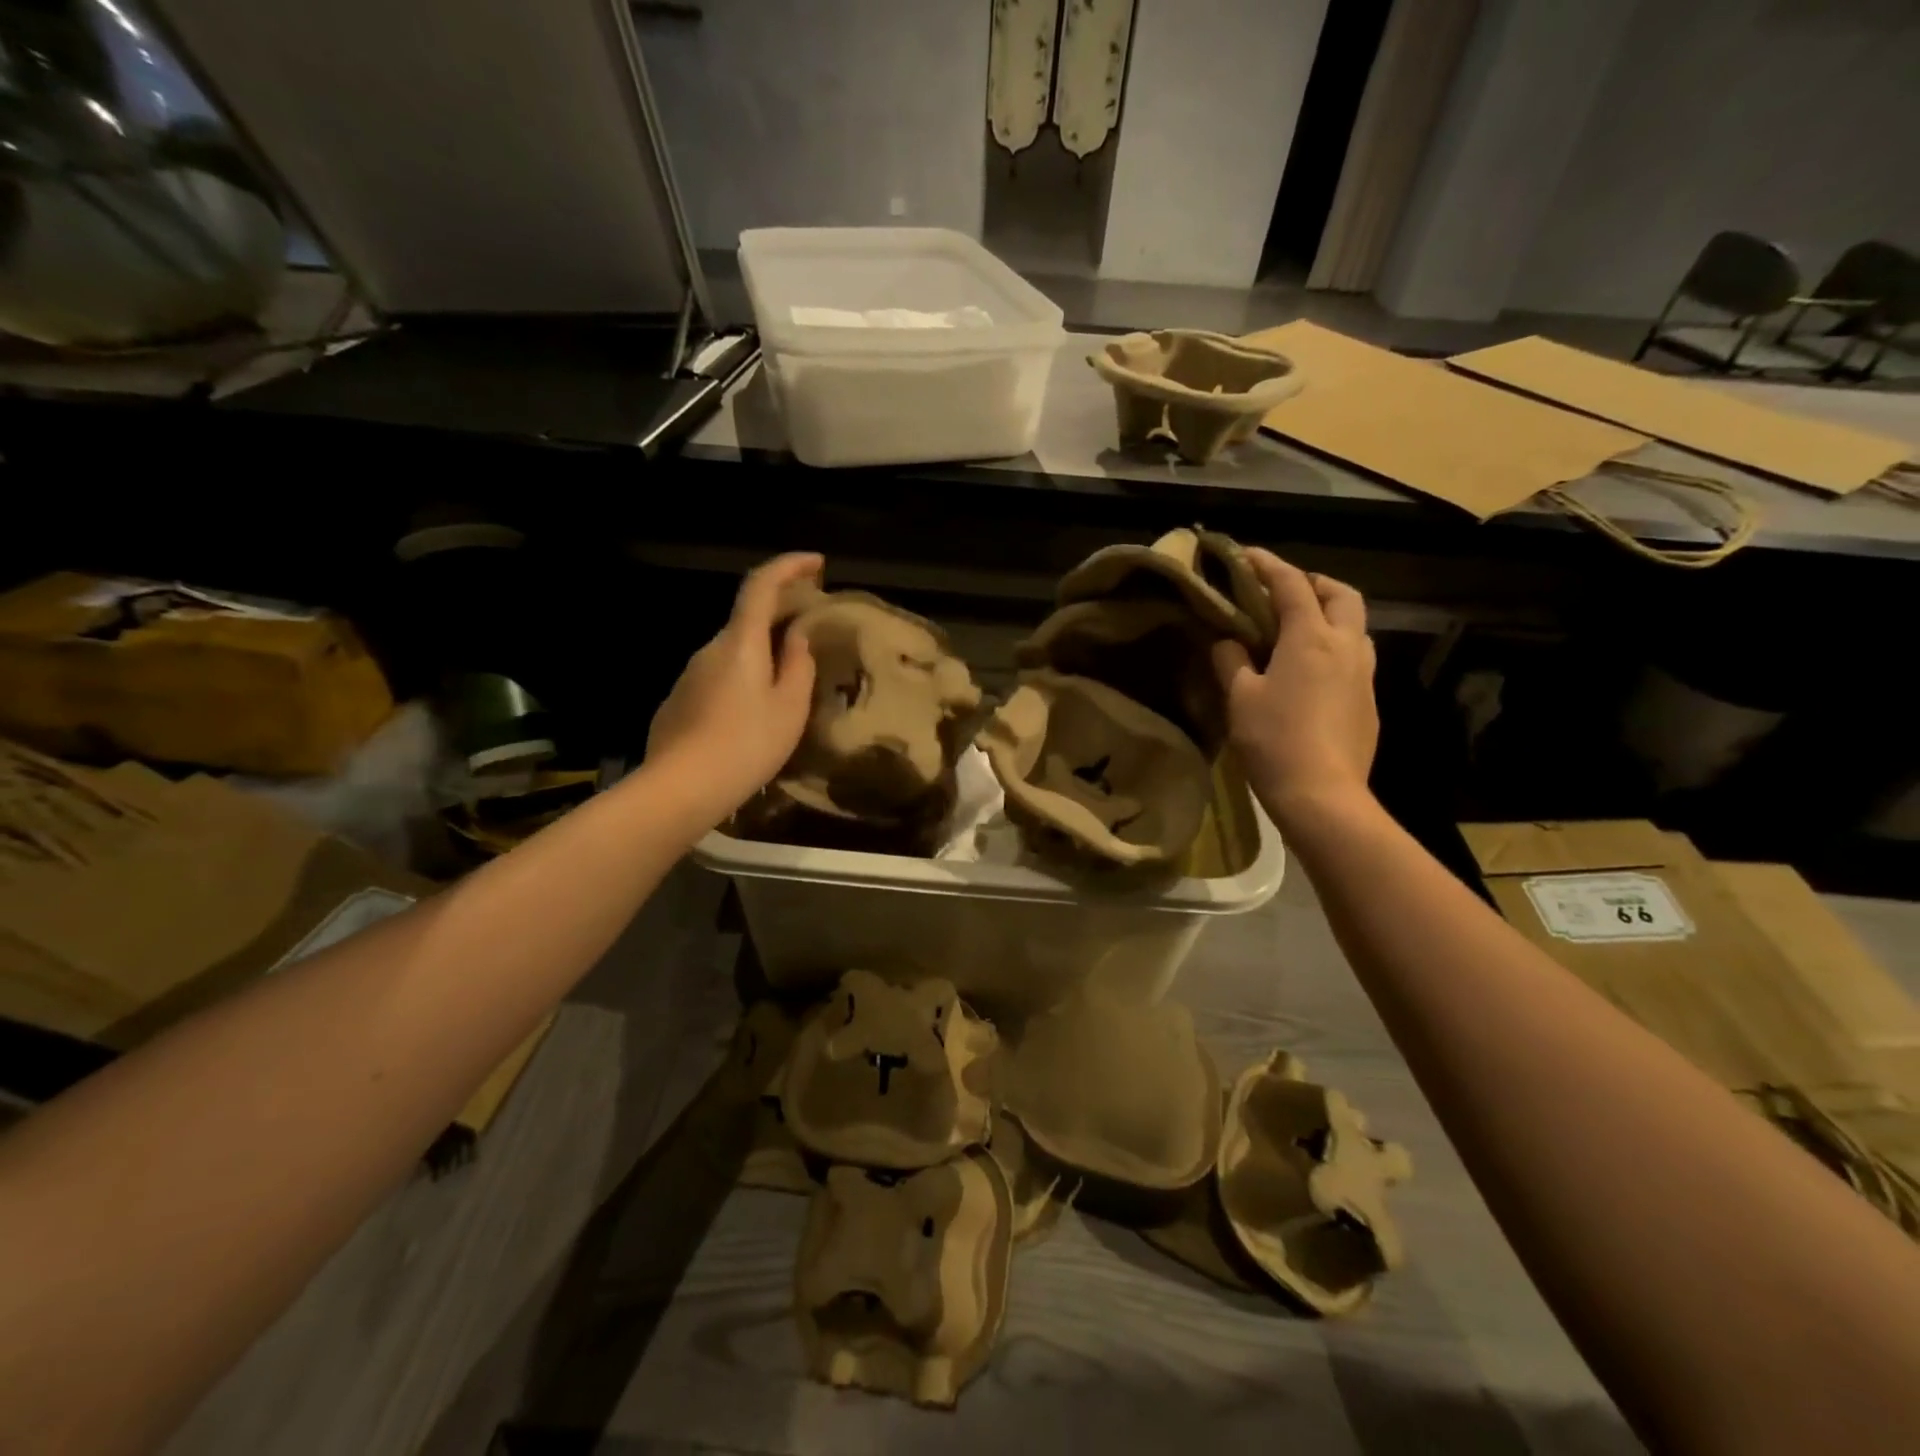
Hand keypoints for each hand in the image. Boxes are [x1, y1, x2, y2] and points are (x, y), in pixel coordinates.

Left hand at [646, 552, 821, 820]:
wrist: (680, 789)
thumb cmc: (746, 745)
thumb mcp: (790, 708)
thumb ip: (799, 666)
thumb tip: (797, 638)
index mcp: (741, 642)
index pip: (761, 585)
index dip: (789, 566)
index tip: (817, 563)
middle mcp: (710, 648)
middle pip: (748, 618)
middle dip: (781, 614)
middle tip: (812, 629)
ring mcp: (689, 675)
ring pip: (733, 651)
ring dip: (762, 652)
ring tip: (788, 680)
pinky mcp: (679, 701)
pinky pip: (718, 677)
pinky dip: (742, 678)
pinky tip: (753, 713)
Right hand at [1212, 549, 1377, 829]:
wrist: (1323, 795)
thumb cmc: (1274, 740)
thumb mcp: (1240, 698)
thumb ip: (1231, 661)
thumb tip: (1228, 641)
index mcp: (1311, 638)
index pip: (1291, 584)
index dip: (1267, 565)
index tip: (1245, 555)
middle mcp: (1347, 646)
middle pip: (1341, 594)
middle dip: (1313, 582)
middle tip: (1283, 591)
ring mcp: (1364, 674)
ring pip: (1355, 626)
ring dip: (1329, 615)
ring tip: (1296, 630)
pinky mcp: (1369, 701)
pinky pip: (1355, 658)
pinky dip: (1333, 647)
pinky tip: (1309, 672)